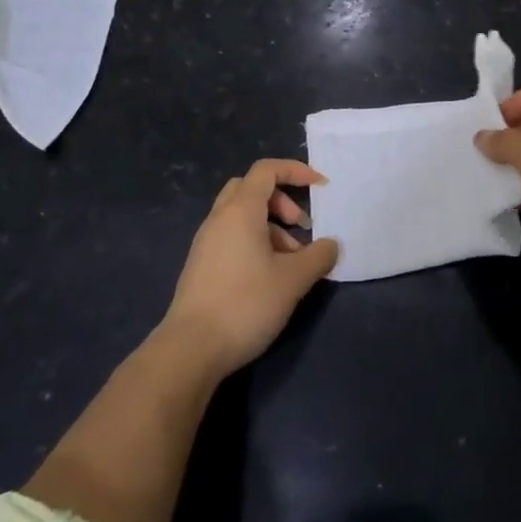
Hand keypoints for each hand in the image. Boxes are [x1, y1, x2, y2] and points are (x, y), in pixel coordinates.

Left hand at [161, 159, 339, 377]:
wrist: (189, 351)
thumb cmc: (245, 304)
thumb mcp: (293, 280)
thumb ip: (318, 256)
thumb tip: (331, 245)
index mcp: (240, 211)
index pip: (267, 170)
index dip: (296, 171)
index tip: (320, 187)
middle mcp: (219, 219)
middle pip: (251, 189)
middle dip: (281, 200)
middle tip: (301, 225)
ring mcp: (205, 244)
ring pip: (242, 217)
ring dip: (271, 227)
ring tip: (292, 261)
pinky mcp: (201, 267)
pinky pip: (232, 238)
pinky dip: (255, 243)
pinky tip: (269, 277)